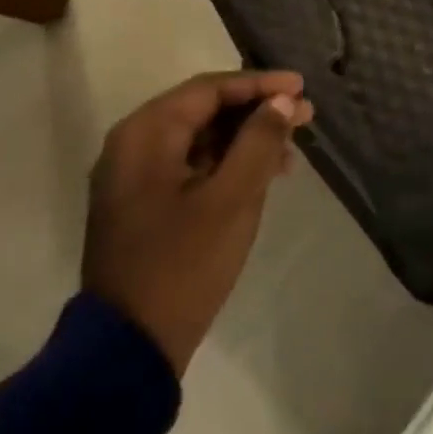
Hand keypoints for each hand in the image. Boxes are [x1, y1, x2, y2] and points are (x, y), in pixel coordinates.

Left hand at [84, 71, 312, 375]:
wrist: (128, 349)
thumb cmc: (183, 264)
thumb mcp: (233, 198)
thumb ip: (259, 141)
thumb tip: (282, 101)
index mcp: (146, 133)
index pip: (210, 89)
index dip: (260, 84)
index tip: (302, 87)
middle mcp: (133, 144)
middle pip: (204, 110)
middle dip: (256, 111)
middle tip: (304, 116)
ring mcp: (134, 176)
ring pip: (199, 138)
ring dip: (245, 139)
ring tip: (291, 150)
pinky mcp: (142, 203)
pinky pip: (190, 165)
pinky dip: (226, 163)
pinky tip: (262, 174)